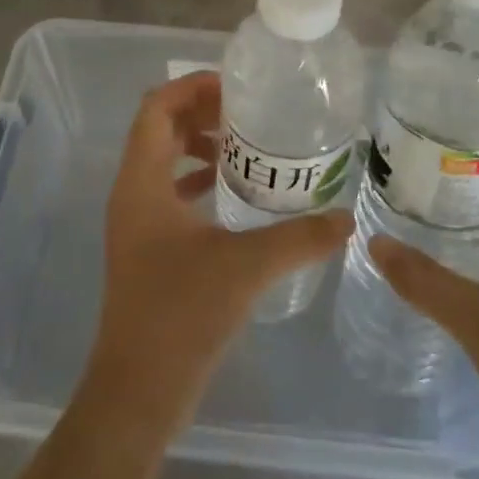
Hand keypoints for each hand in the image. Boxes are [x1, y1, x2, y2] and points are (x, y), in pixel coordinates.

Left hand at [83, 70, 352, 431]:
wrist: (137, 391)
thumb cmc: (181, 315)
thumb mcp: (246, 268)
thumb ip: (299, 239)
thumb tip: (346, 217)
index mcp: (142, 182)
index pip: (155, 108)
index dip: (191, 87)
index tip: (235, 88)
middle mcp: (131, 191)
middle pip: (158, 128)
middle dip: (199, 111)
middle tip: (247, 114)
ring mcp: (134, 220)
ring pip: (161, 159)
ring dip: (197, 145)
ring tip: (244, 148)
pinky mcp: (144, 246)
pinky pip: (166, 191)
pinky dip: (195, 179)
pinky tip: (231, 192)